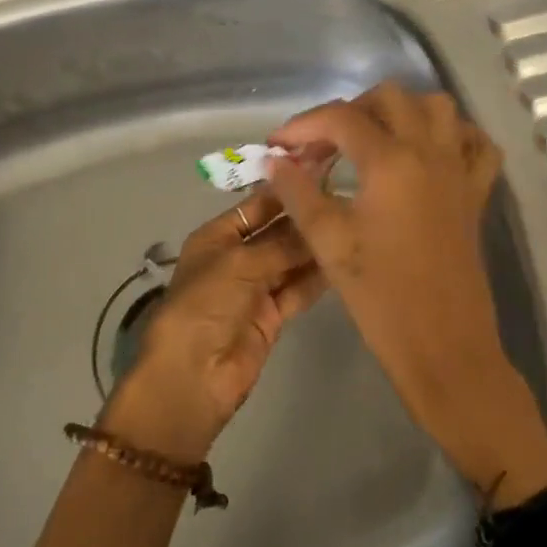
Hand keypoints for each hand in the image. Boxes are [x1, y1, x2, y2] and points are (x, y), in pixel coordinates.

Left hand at [102, 189, 325, 463]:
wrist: (193, 376)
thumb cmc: (205, 304)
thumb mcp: (240, 263)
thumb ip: (281, 242)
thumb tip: (316, 217)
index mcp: (218, 236)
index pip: (258, 204)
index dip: (287, 189)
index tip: (325, 170)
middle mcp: (238, 256)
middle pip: (278, 231)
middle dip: (306, 217)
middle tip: (348, 198)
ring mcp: (256, 287)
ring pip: (292, 259)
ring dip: (315, 246)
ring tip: (354, 223)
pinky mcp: (273, 315)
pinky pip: (299, 288)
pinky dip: (317, 277)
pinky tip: (345, 259)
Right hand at [266, 82, 546, 499]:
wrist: (444, 346)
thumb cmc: (381, 296)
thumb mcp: (329, 242)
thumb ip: (299, 193)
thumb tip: (275, 161)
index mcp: (391, 161)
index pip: (341, 118)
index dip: (303, 125)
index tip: (279, 145)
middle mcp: (430, 151)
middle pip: (391, 97)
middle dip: (351, 110)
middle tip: (324, 145)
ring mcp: (460, 169)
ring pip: (439, 108)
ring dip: (402, 112)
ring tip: (373, 141)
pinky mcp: (477, 192)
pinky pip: (475, 144)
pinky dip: (453, 135)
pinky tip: (428, 154)